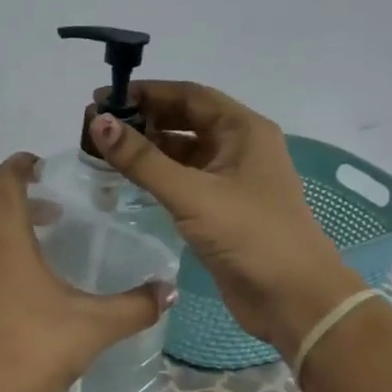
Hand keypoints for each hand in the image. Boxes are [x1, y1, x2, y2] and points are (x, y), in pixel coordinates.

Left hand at [0, 153, 176, 391]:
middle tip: (54, 219)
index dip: (20, 164)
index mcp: (5, 240)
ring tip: (38, 266)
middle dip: (23, 209)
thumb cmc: (37, 349)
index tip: (38, 164)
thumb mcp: (95, 326)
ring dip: (6, 245)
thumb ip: (135, 305)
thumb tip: (168, 291)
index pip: (4, 181)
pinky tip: (14, 307)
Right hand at [88, 82, 358, 344]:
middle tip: (98, 126)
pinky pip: (183, 180)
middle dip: (143, 119)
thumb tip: (99, 123)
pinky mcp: (221, 209)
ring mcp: (231, 180)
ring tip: (104, 151)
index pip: (189, 95)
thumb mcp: (192, 193)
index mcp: (244, 131)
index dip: (147, 92)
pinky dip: (156, 176)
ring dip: (147, 149)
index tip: (104, 98)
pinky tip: (127, 181)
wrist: (293, 299)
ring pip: (182, 152)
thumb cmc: (250, 235)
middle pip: (185, 120)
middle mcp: (239, 148)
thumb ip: (143, 160)